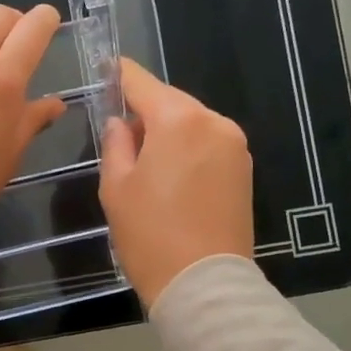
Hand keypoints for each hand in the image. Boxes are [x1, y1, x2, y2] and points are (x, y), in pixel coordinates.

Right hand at [99, 58, 254, 308]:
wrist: (204, 283)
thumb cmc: (149, 234)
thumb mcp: (116, 186)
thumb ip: (116, 143)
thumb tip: (120, 122)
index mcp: (178, 120)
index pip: (142, 83)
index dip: (120, 74)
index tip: (106, 67)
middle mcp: (212, 122)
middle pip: (170, 102)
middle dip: (145, 110)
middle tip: (119, 132)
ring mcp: (234, 146)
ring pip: (191, 123)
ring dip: (167, 131)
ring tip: (144, 162)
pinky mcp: (244, 170)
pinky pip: (208, 143)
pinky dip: (187, 148)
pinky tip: (170, 175)